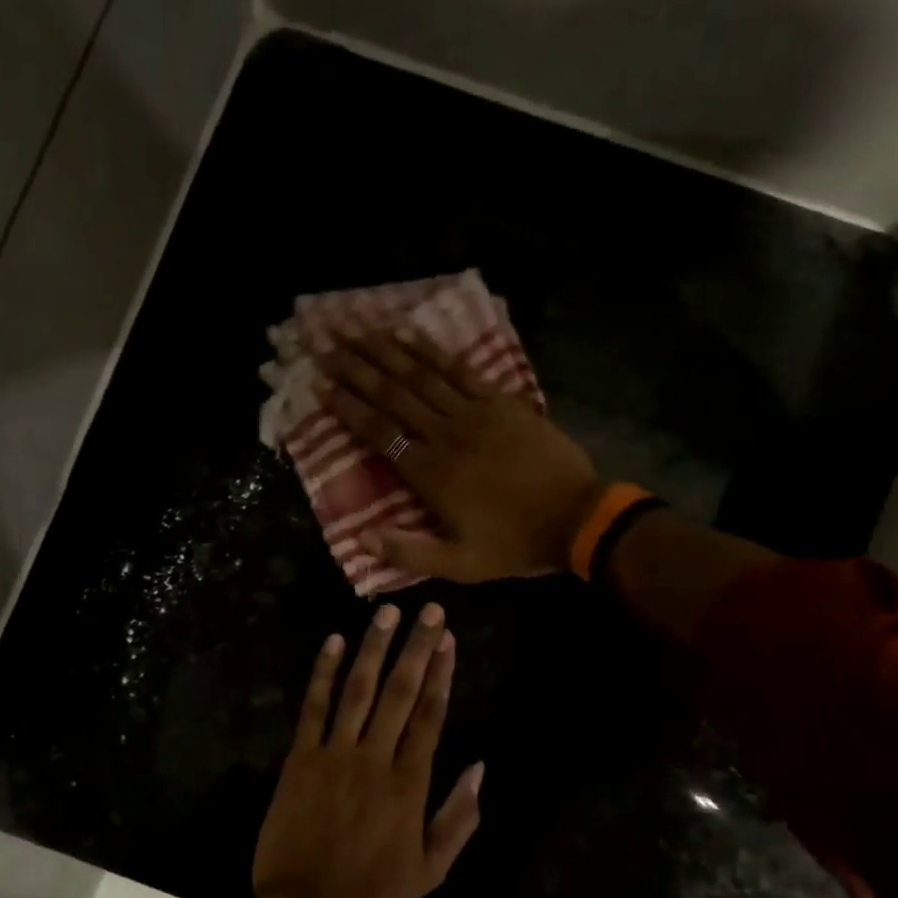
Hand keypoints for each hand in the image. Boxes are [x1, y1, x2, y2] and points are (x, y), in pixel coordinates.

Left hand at [252, 603, 482, 897]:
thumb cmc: (372, 892)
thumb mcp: (431, 869)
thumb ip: (459, 817)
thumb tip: (481, 767)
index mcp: (409, 783)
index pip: (431, 714)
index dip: (440, 672)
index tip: (448, 638)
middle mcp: (375, 758)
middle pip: (400, 692)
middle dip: (415, 647)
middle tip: (427, 608)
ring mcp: (335, 754)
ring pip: (358, 690)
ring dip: (373, 648)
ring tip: (386, 612)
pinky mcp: (300, 757)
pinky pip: (313, 707)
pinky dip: (322, 673)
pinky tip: (332, 642)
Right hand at [319, 328, 602, 581]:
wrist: (577, 518)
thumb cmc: (514, 543)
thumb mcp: (460, 565)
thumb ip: (409, 552)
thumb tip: (359, 539)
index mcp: (430, 474)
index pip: (378, 433)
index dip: (347, 407)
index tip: (320, 385)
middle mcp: (444, 435)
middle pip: (393, 395)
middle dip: (356, 369)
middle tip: (327, 346)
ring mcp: (474, 413)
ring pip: (421, 376)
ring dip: (386, 352)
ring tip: (357, 332)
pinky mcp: (501, 401)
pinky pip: (460, 370)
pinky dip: (433, 351)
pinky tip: (410, 335)